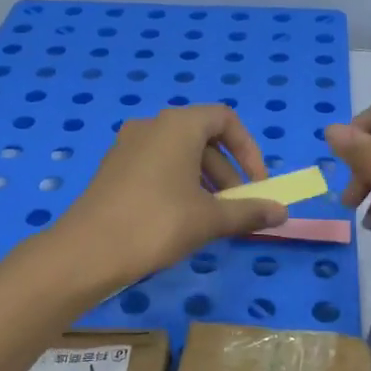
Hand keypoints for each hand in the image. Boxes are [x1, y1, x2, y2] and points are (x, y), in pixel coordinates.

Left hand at [50, 105, 288, 286]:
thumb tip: (282, 212)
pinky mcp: (113, 170)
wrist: (87, 251)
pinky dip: (178, 186)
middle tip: (237, 208)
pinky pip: (157, 167)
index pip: (225, 120)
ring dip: (204, 182)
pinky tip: (180, 221)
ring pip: (179, 155)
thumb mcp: (210, 219)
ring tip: (212, 219)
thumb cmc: (157, 223)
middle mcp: (151, 126)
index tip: (257, 184)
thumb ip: (249, 211)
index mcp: (178, 125)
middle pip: (203, 138)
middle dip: (227, 173)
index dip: (249, 150)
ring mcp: (127, 147)